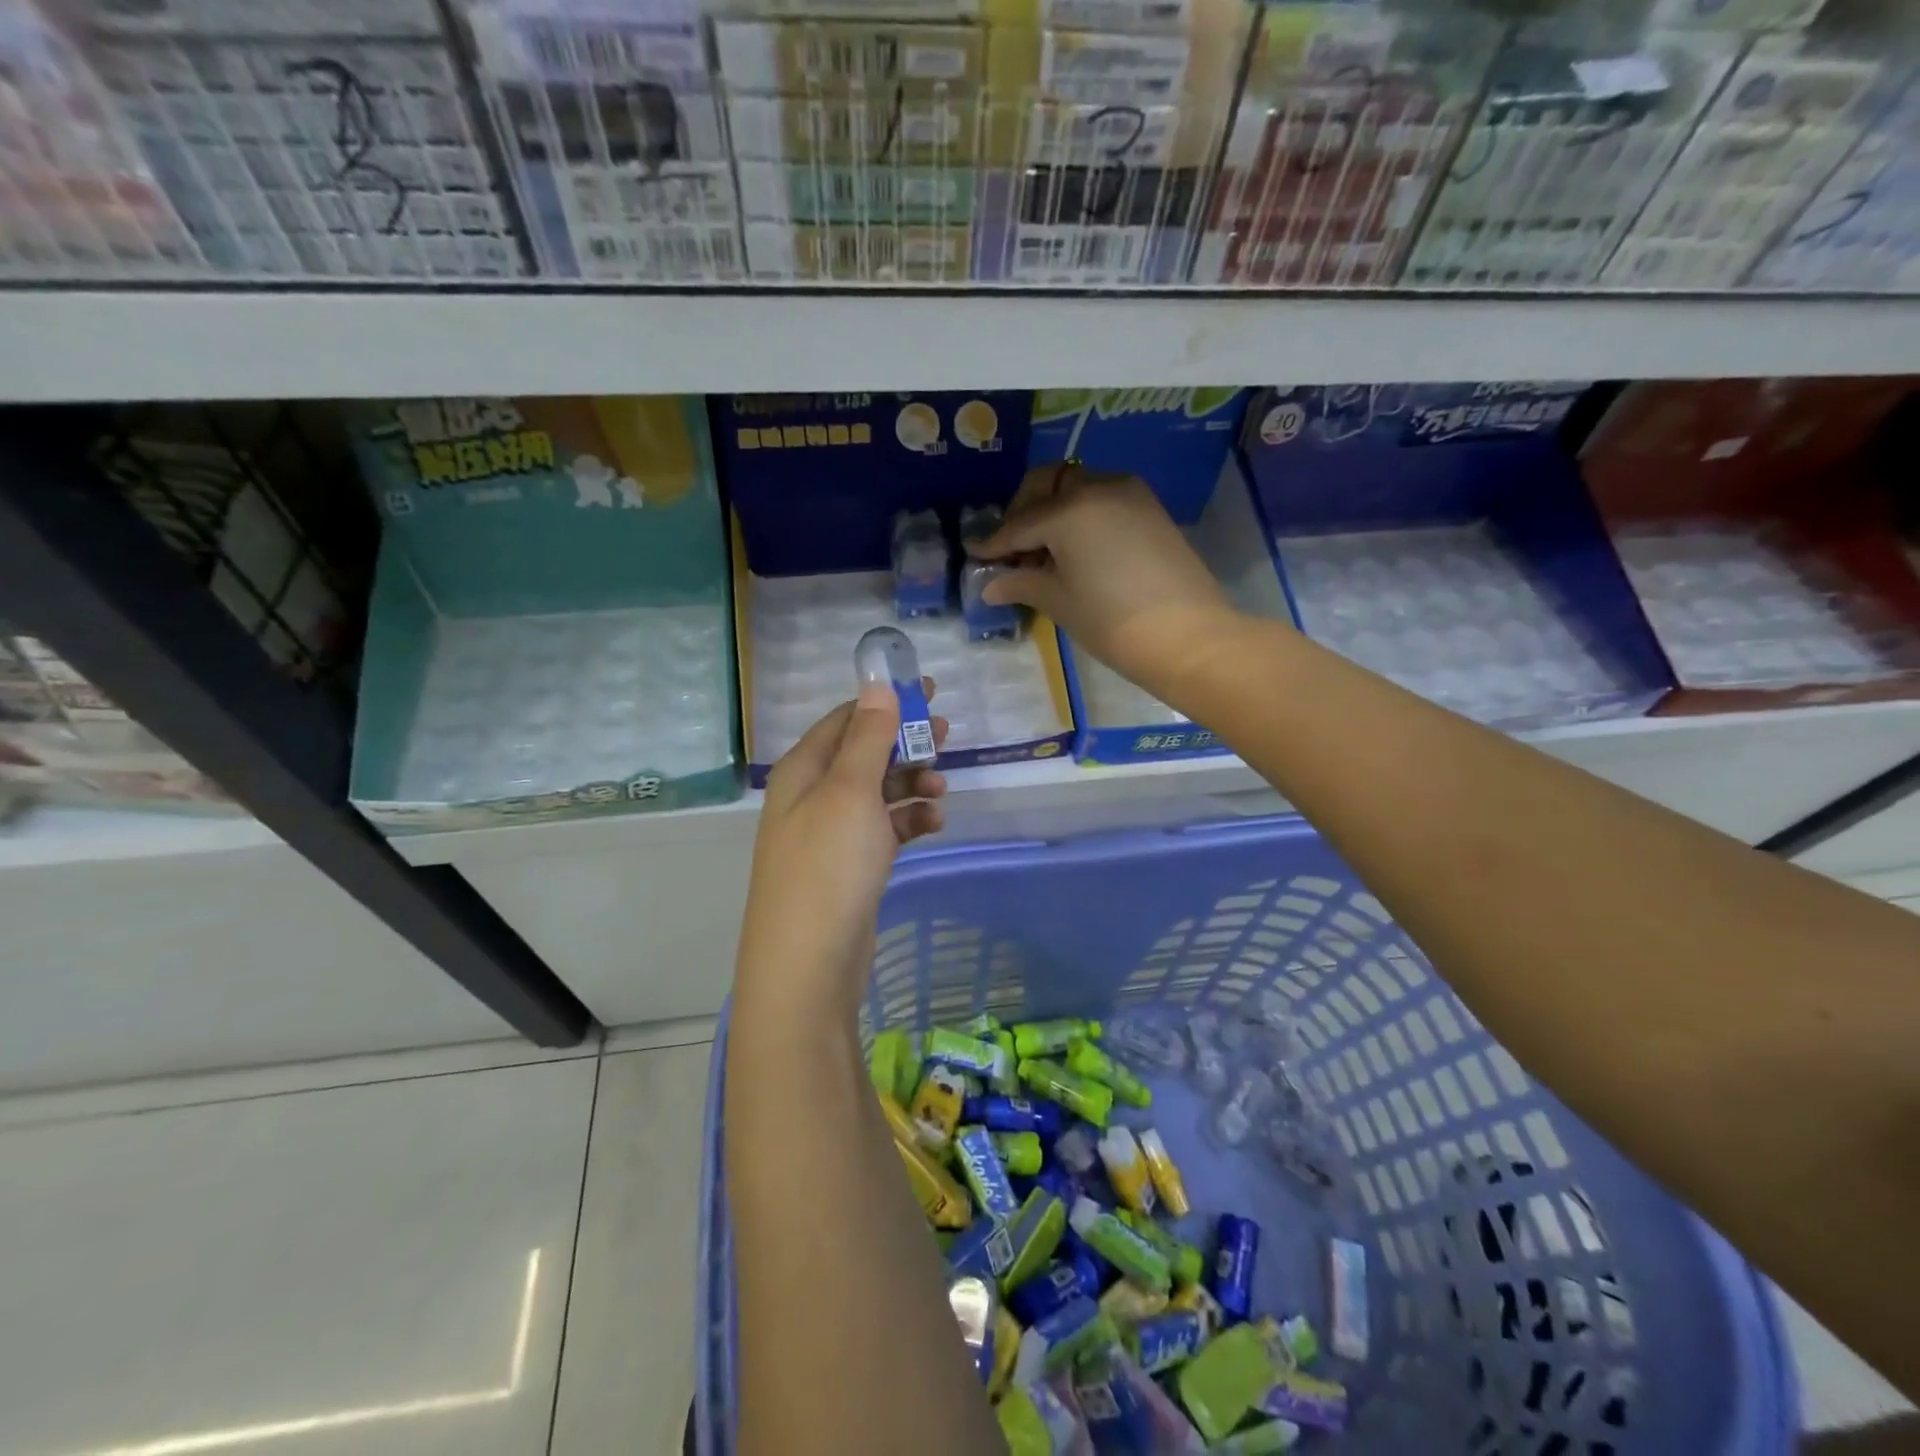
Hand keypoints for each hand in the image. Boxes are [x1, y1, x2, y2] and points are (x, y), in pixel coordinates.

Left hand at [734, 680, 948, 1020]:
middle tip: (947, 734)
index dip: (886, 701)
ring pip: (876, 793)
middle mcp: (811, 797)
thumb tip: (877, 685)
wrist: (808, 965)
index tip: (928, 690)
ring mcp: (829, 835)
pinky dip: (907, 821)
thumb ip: (867, 737)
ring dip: (910, 783)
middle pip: (863, 753)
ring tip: (942, 788)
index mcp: (803, 770)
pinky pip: (882, 829)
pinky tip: (932, 823)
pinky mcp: (848, 867)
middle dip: (905, 742)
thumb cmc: (828, 867)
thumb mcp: (850, 792)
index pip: (846, 719)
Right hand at [973, 466, 1247, 707]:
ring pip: (1077, 489)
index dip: (994, 543)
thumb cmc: (1112, 622)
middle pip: (1048, 487)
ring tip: (1044, 554)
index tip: (974, 552)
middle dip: (1023, 512)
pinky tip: (1076, 551)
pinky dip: (1081, 516)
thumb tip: (990, 585)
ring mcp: (1130, 494)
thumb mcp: (1059, 602)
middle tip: (1012, 549)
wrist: (1188, 637)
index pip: (1019, 524)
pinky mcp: (1151, 509)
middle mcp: (1098, 487)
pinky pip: (1103, 501)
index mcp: (1069, 510)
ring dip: (1053, 512)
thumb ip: (1021, 583)